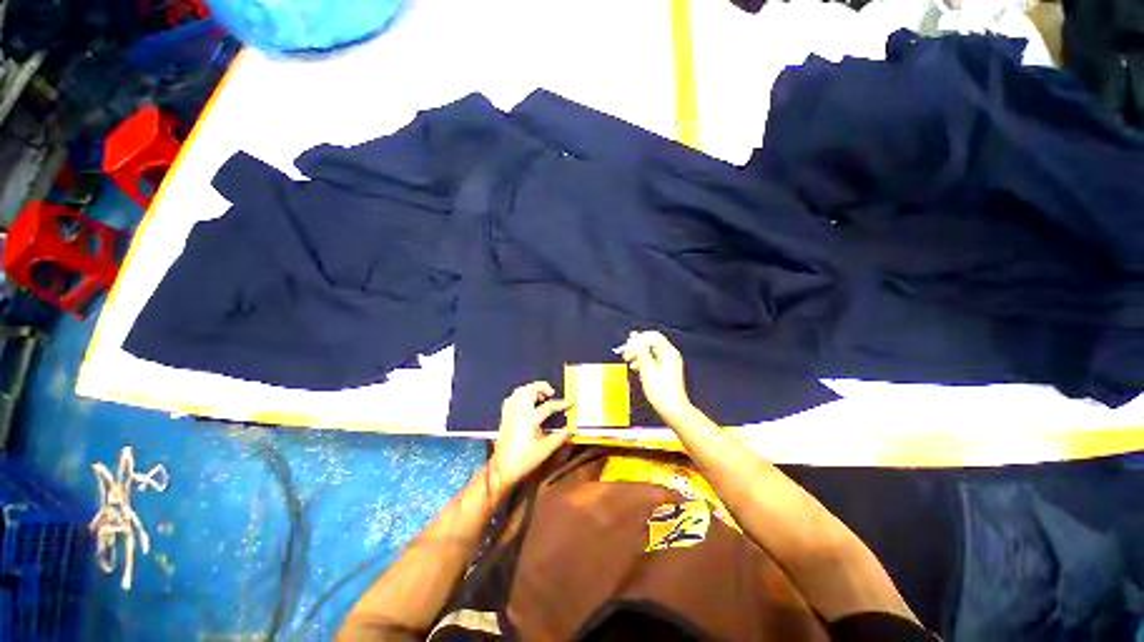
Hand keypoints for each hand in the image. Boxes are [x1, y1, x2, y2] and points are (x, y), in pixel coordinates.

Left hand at [489, 382, 573, 494]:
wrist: (503, 469)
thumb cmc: (525, 460)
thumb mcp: (546, 449)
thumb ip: (561, 437)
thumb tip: (571, 429)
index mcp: (530, 418)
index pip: (549, 405)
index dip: (562, 404)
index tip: (570, 403)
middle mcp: (519, 411)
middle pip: (531, 389)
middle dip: (544, 388)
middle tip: (551, 395)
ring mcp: (510, 411)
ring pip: (521, 390)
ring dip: (532, 390)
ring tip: (540, 397)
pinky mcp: (505, 415)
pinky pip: (512, 397)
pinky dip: (521, 395)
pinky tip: (527, 401)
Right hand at [620, 331, 694, 421]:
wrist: (673, 409)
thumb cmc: (661, 390)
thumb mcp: (647, 368)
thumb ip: (640, 351)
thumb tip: (633, 337)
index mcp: (668, 352)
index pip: (652, 336)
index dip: (638, 339)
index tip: (626, 346)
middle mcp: (670, 355)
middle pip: (651, 343)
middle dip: (637, 347)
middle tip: (625, 353)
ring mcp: (669, 363)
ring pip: (651, 352)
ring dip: (638, 354)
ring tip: (628, 361)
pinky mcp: (666, 371)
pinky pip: (653, 360)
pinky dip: (643, 362)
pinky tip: (636, 368)